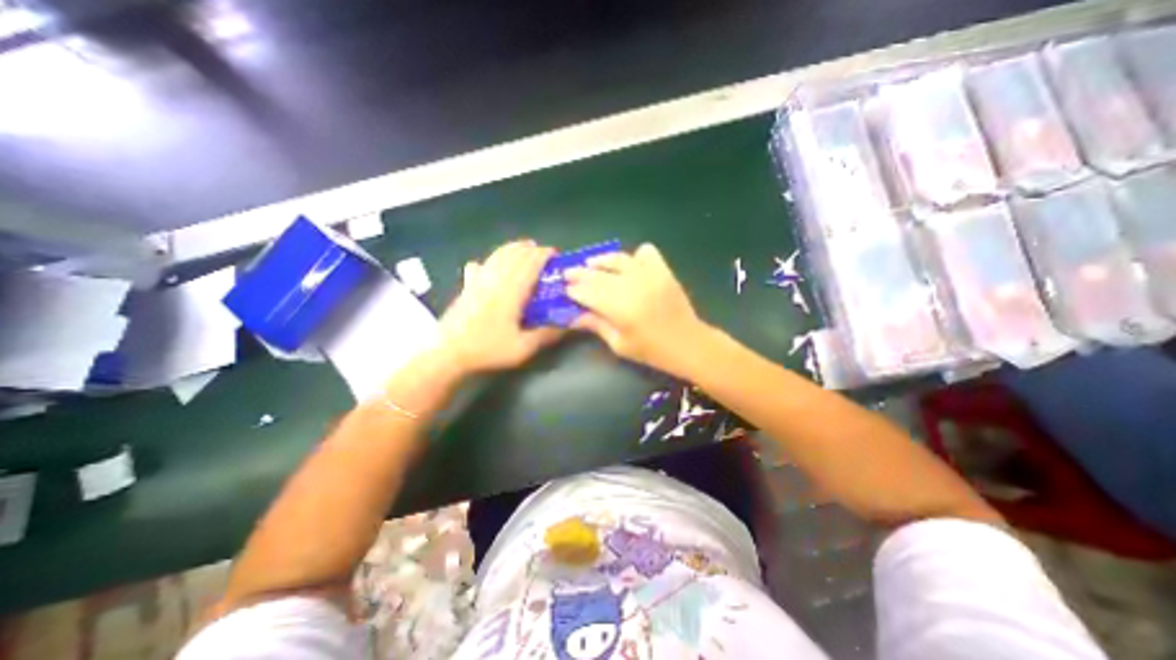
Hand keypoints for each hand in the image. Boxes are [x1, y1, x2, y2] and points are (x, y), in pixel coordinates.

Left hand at [436, 240, 564, 373]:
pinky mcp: (467, 285)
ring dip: (514, 249)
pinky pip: (482, 264)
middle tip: (544, 255)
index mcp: (511, 291)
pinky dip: (492, 259)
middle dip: (531, 249)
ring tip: (525, 251)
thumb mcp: (522, 348)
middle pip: (515, 253)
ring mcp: (479, 280)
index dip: (544, 255)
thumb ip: (545, 335)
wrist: (447, 352)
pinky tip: (491, 264)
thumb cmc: (487, 349)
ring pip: (498, 254)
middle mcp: (496, 279)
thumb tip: (566, 326)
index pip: (530, 263)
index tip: (555, 256)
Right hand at [564, 243, 712, 375]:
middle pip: (599, 274)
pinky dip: (635, 255)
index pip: (588, 293)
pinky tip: (629, 264)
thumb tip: (573, 316)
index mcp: (619, 308)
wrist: (688, 344)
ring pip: (619, 259)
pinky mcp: (663, 270)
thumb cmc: (651, 351)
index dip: (574, 290)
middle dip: (580, 274)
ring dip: (602, 260)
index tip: (565, 290)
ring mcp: (649, 275)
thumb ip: (596, 325)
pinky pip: (647, 252)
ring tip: (591, 263)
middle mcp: (632, 286)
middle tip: (568, 273)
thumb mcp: (619, 344)